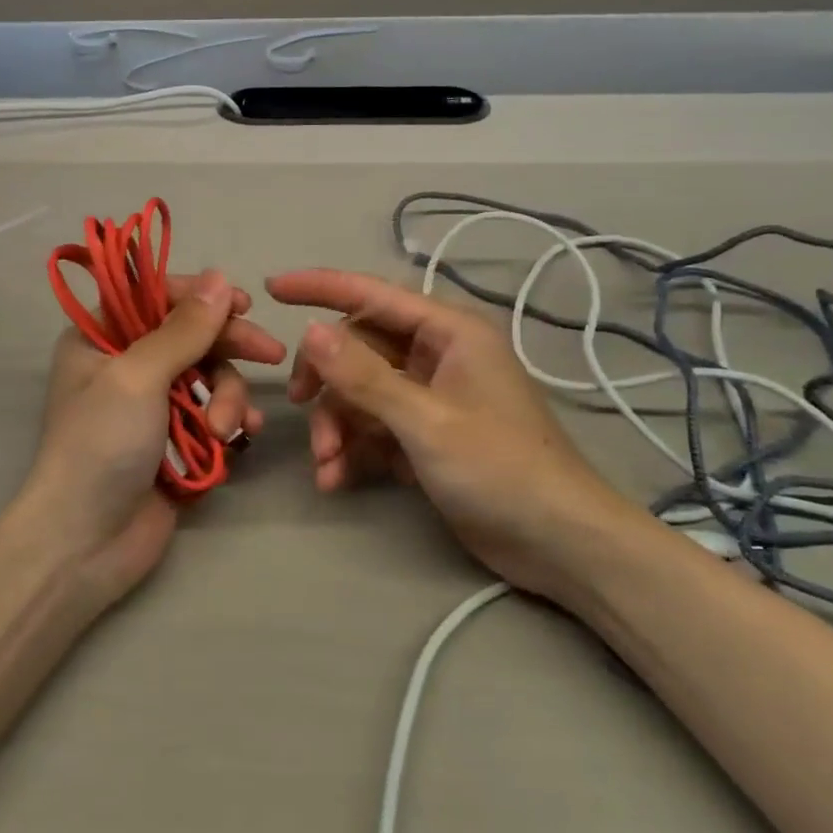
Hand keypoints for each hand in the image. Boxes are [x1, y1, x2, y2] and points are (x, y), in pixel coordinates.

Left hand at [12, 271, 286, 606]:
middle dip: (230, 348)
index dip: (201, 297)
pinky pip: (214, 413)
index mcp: (101, 338)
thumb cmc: (101, 446)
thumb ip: (184, 329)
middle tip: (272, 354)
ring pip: (209, 377)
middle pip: (191, 336)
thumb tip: (220, 278)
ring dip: (228, 397)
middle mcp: (125, 363)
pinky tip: (243, 437)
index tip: (244, 304)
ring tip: (226, 430)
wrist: (85, 543)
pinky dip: (231, 420)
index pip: (156, 297)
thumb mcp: (139, 377)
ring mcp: (152, 404)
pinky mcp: (175, 440)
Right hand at [266, 269, 639, 596]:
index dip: (321, 287)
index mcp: (449, 331)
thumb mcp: (426, 421)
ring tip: (326, 465)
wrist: (559, 545)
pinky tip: (336, 479)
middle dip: (327, 381)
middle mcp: (437, 354)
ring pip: (361, 390)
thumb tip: (309, 330)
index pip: (373, 294)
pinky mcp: (425, 434)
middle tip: (299, 407)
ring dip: (336, 424)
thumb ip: (365, 376)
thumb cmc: (501, 469)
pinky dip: (352, 448)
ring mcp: (430, 396)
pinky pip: (374, 425)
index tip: (273, 288)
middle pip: (360, 346)